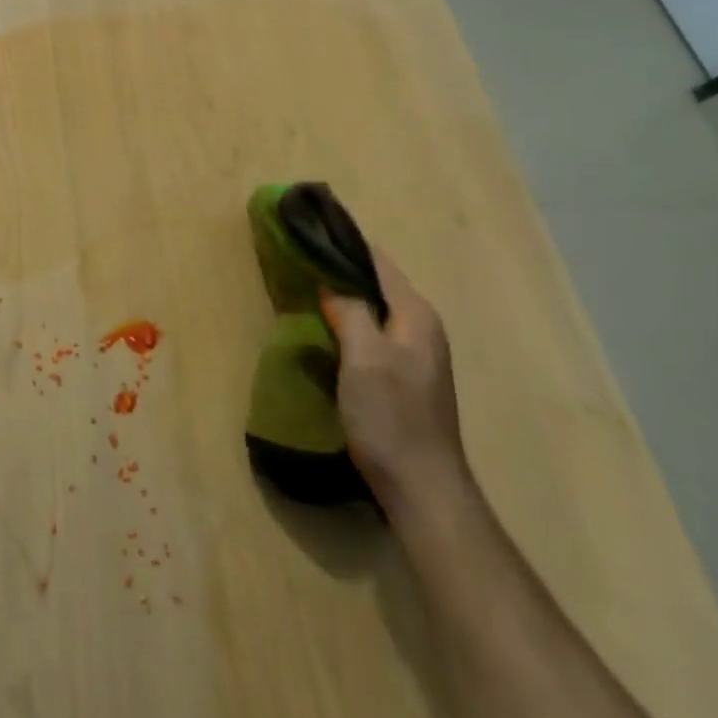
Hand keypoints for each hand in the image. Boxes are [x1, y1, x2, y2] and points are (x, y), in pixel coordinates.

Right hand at [320, 252, 472, 517]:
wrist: (422, 487)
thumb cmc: (391, 417)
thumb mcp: (364, 356)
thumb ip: (349, 310)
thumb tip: (330, 281)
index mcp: (415, 315)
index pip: (377, 261)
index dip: (343, 243)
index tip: (307, 230)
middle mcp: (420, 327)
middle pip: (375, 283)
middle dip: (338, 268)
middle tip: (296, 259)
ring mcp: (414, 353)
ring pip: (372, 308)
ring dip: (341, 297)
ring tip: (302, 286)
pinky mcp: (402, 375)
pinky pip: (371, 332)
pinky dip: (347, 322)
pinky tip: (322, 328)